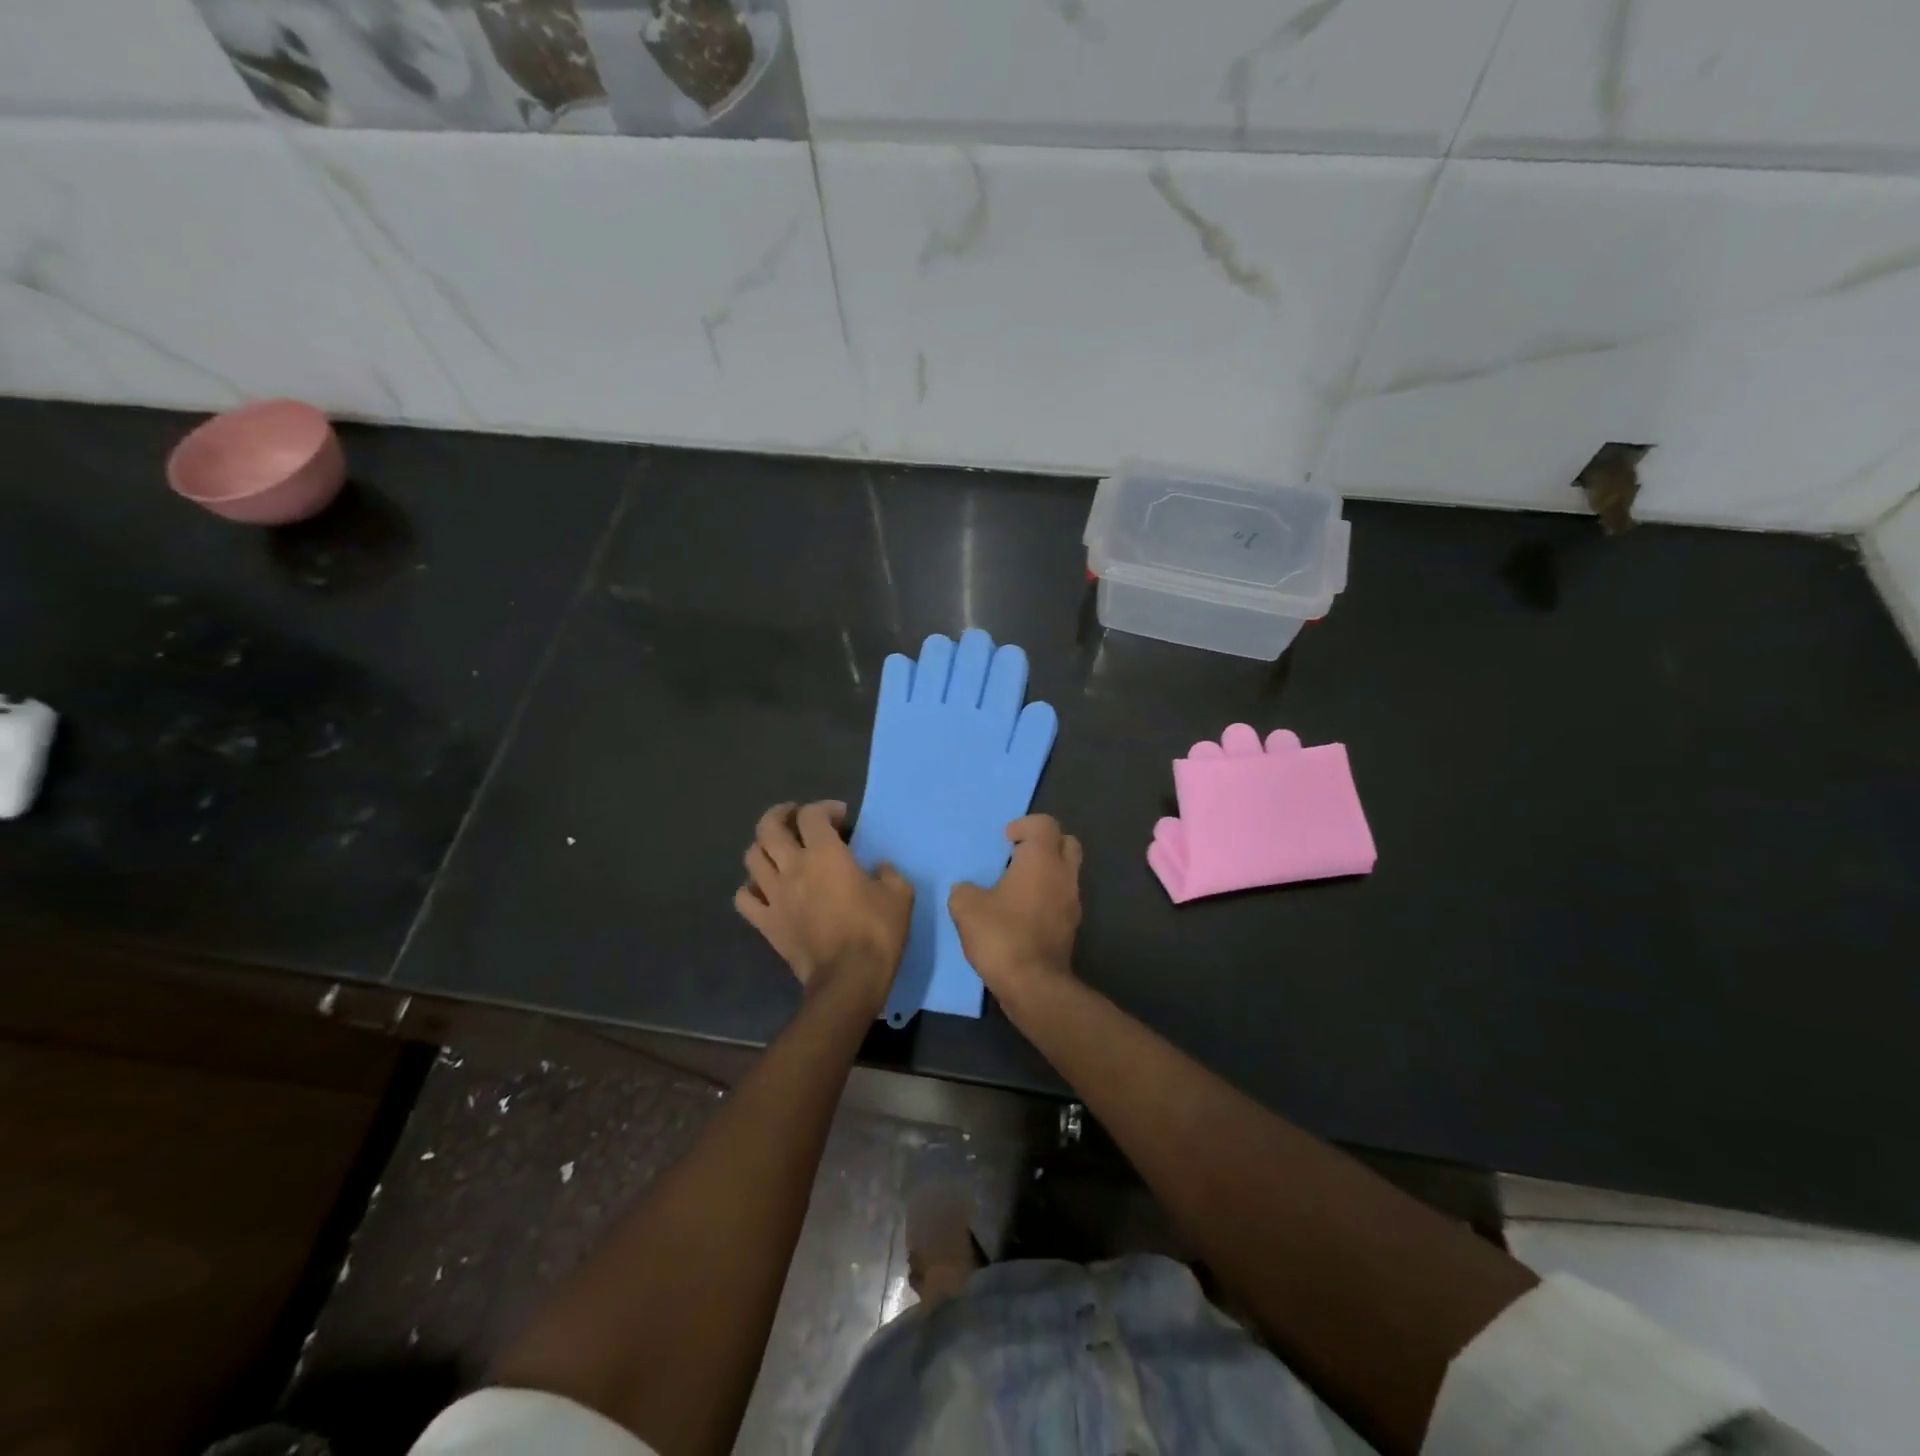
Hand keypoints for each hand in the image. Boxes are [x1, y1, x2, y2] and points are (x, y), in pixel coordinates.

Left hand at [736, 801, 912, 1009]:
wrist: (849, 978)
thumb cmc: (876, 932)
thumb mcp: (900, 895)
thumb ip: (889, 873)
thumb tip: (879, 868)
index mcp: (825, 854)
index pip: (811, 815)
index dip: (824, 808)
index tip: (841, 817)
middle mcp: (792, 867)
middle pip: (769, 827)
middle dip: (781, 814)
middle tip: (796, 817)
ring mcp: (774, 895)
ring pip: (752, 857)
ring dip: (764, 846)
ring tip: (778, 850)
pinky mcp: (765, 922)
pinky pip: (743, 898)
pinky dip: (750, 888)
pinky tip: (764, 889)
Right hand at [948, 815, 1081, 1000]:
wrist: (1033, 984)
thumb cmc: (1001, 935)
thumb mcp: (966, 908)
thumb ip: (964, 890)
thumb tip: (966, 890)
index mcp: (1042, 859)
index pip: (1044, 823)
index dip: (1023, 825)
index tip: (1004, 840)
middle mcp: (1063, 874)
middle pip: (1066, 842)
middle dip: (1043, 843)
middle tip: (1017, 855)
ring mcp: (1073, 901)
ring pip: (1066, 871)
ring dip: (1046, 871)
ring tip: (1015, 887)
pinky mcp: (1071, 926)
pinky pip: (1062, 897)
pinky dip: (1047, 896)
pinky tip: (1022, 913)